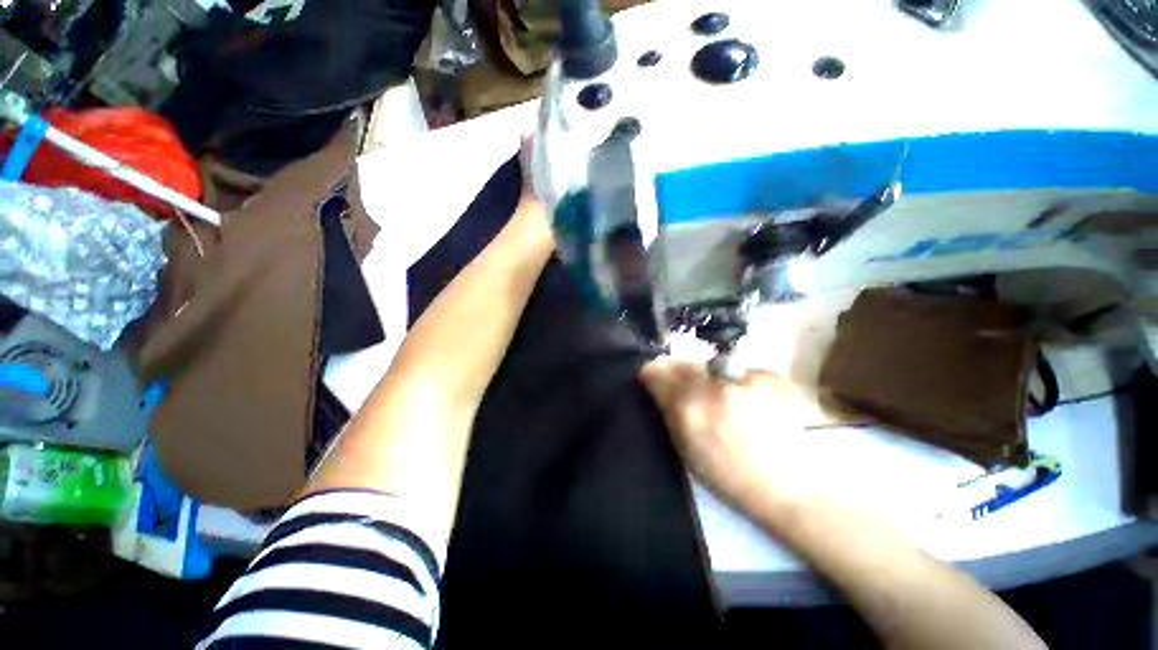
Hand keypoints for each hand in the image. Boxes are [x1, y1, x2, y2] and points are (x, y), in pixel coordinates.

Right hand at [639, 357, 814, 510]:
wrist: (791, 488)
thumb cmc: (730, 476)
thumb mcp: (686, 448)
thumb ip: (670, 411)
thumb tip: (658, 385)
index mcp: (687, 408)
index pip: (656, 370)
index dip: (654, 374)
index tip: (658, 382)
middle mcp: (713, 387)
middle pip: (683, 362)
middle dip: (682, 374)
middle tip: (696, 395)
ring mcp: (744, 379)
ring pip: (713, 366)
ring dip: (714, 380)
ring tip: (732, 405)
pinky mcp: (772, 376)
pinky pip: (743, 372)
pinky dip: (742, 384)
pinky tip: (757, 405)